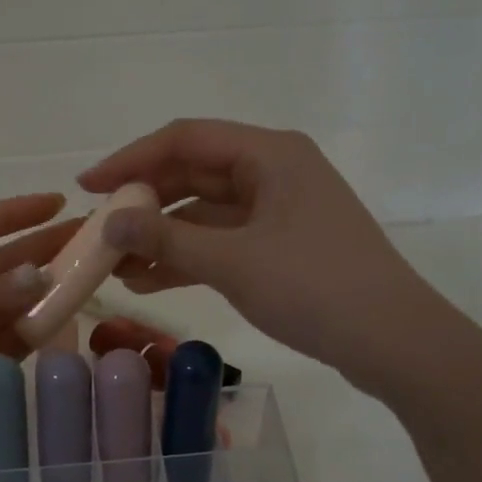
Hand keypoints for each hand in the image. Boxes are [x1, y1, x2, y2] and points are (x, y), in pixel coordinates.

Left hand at [0, 195, 78, 481]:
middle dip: (40, 252)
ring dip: (43, 295)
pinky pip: (8, 346)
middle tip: (89, 241)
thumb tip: (40, 275)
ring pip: (9, 308)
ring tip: (87, 281)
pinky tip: (62, 324)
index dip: (14, 214)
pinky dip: (33, 337)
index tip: (57, 203)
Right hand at [80, 120, 429, 389]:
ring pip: (206, 212)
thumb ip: (166, 238)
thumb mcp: (232, 262)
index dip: (130, 160)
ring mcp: (280, 210)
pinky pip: (223, 240)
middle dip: (144, 202)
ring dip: (162, 235)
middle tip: (99, 230)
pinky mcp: (283, 246)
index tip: (88, 187)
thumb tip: (108, 221)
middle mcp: (274, 171)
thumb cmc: (314, 287)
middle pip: (194, 173)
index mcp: (269, 154)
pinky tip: (149, 280)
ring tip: (116, 264)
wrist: (394, 342)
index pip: (184, 139)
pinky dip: (189, 257)